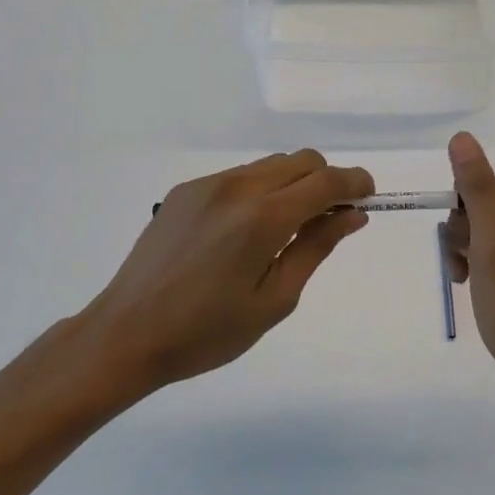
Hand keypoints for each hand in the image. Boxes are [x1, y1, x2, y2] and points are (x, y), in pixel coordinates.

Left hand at [77, 150, 373, 401]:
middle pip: (301, 160)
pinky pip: (239, 176)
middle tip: (327, 220)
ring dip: (293, 184)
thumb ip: (316, 248)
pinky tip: (244, 231)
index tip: (369, 196)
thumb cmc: (207, 332)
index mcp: (263, 218)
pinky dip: (260, 190)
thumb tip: (353, 214)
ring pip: (270, 164)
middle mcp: (237, 187)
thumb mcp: (274, 300)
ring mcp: (207, 184)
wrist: (126, 334)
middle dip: (326, 181)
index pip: (326, 181)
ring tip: (283, 229)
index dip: (355, 182)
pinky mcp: (185, 190)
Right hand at [442, 133, 494, 418]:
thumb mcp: (493, 249)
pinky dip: (487, 269)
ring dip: (471, 257)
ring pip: (487, 231)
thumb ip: (477, 190)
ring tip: (477, 290)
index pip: (476, 188)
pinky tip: (487, 294)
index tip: (464, 260)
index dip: (460, 223)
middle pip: (481, 207)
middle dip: (464, 240)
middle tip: (469, 278)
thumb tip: (462, 137)